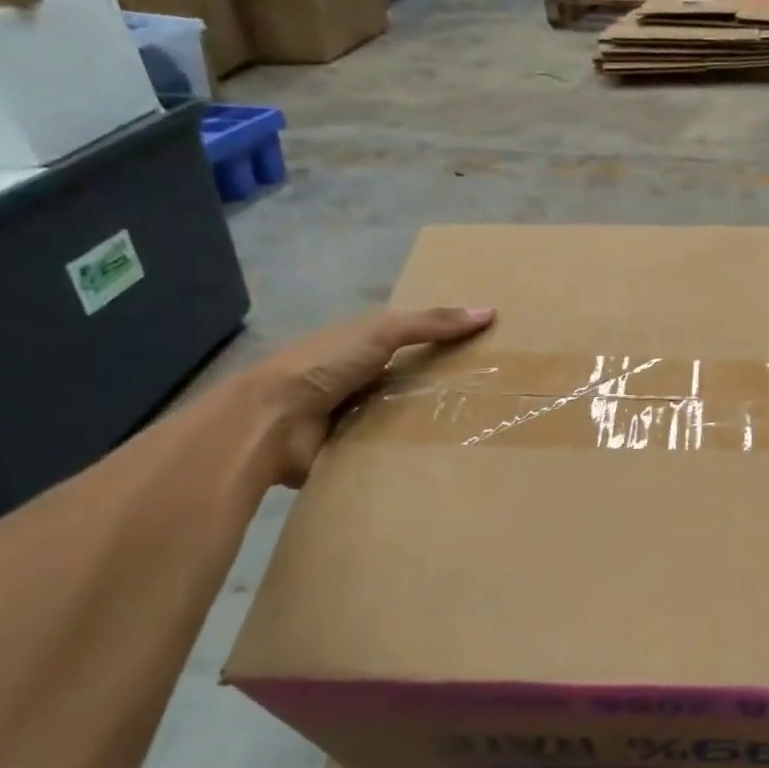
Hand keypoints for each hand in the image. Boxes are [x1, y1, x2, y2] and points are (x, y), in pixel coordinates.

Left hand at [244, 306, 494, 485]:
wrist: (272, 422)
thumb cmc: (324, 365)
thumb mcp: (381, 332)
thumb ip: (430, 324)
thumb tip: (489, 312)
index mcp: (363, 347)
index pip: (414, 343)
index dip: (448, 344)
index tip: (490, 352)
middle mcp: (362, 380)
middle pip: (414, 382)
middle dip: (448, 388)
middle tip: (496, 397)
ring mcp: (357, 418)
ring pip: (407, 418)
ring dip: (433, 423)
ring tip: (481, 429)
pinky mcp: (354, 452)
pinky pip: (393, 450)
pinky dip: (414, 453)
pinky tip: (450, 455)